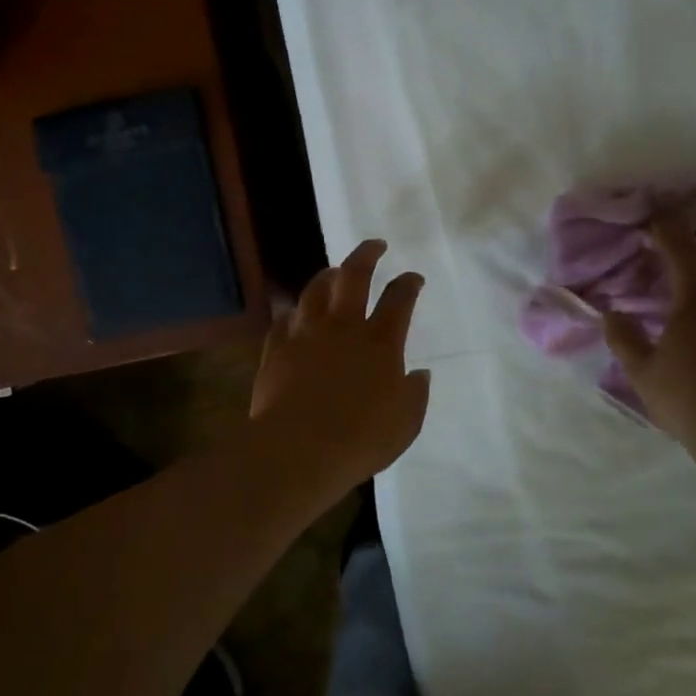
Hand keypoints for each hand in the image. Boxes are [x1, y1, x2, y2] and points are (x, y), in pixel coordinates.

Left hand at [249, 240, 429, 492]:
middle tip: (375, 244)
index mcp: (379, 342)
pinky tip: (295, 311)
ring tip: (334, 270)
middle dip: (367, 254)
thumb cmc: (360, 439)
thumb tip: (419, 374)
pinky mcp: (276, 348)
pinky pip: (284, 318)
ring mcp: (306, 334)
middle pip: (354, 276)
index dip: (409, 283)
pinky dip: (293, 311)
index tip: (414, 277)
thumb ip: (415, 394)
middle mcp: (343, 327)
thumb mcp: (405, 423)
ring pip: (316, 290)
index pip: (399, 299)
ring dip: (328, 275)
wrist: (297, 450)